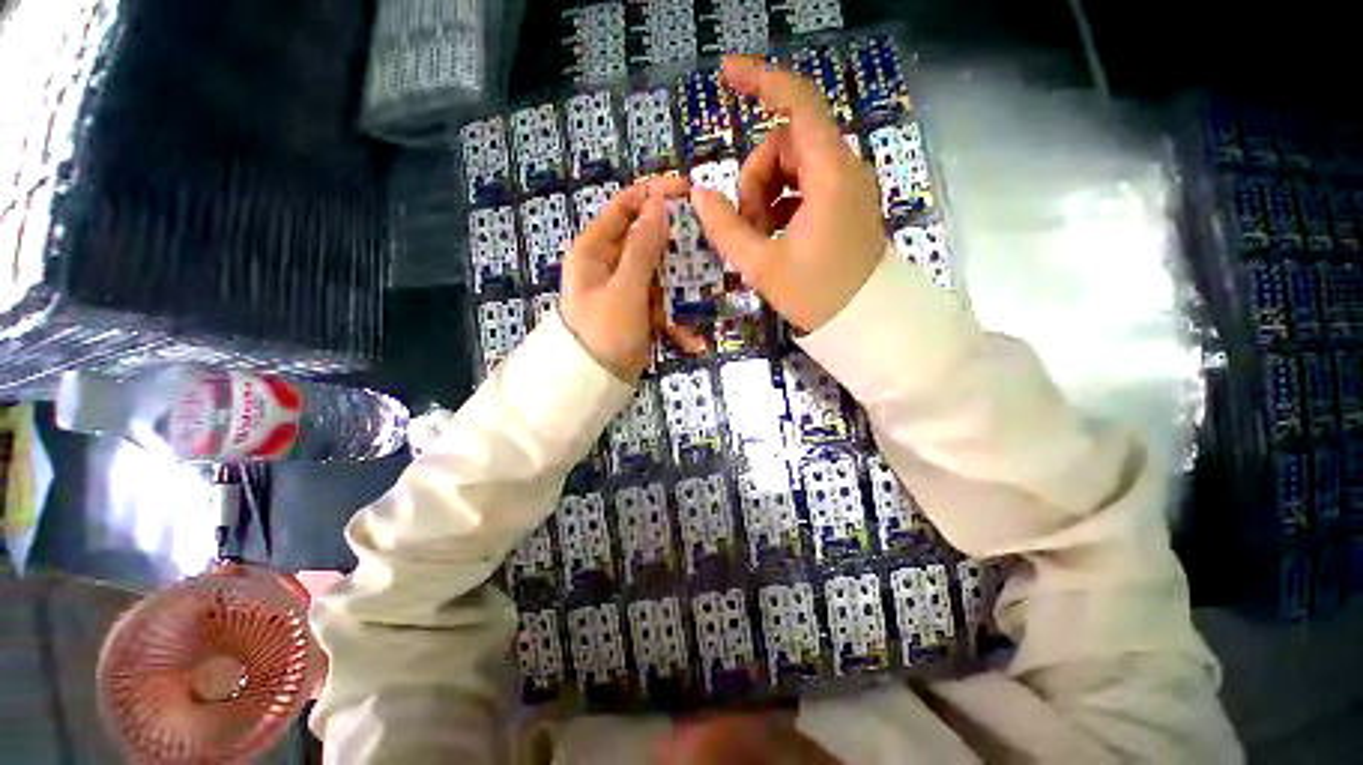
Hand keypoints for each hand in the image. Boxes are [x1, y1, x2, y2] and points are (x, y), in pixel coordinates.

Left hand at [560, 176, 687, 381]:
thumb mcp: (625, 288)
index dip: (654, 194)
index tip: (688, 191)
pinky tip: (689, 338)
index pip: (624, 207)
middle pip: (646, 239)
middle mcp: (608, 264)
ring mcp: (624, 289)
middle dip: (675, 245)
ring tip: (705, 292)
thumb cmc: (605, 332)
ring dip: (681, 286)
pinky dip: (674, 318)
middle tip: (706, 246)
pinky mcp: (636, 310)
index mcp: (594, 250)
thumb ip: (643, 247)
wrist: (594, 384)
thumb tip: (658, 202)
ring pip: (659, 273)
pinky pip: (660, 303)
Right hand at [691, 56, 887, 332]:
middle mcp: (842, 169)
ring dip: (765, 194)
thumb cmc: (817, 294)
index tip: (727, 73)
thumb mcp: (762, 266)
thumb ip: (726, 228)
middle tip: (747, 225)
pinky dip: (781, 203)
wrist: (864, 319)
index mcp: (829, 175)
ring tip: (760, 236)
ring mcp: (844, 186)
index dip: (761, 81)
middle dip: (755, 178)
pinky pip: (803, 185)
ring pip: (791, 166)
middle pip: (785, 143)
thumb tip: (699, 194)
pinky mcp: (842, 202)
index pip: (797, 103)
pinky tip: (774, 234)